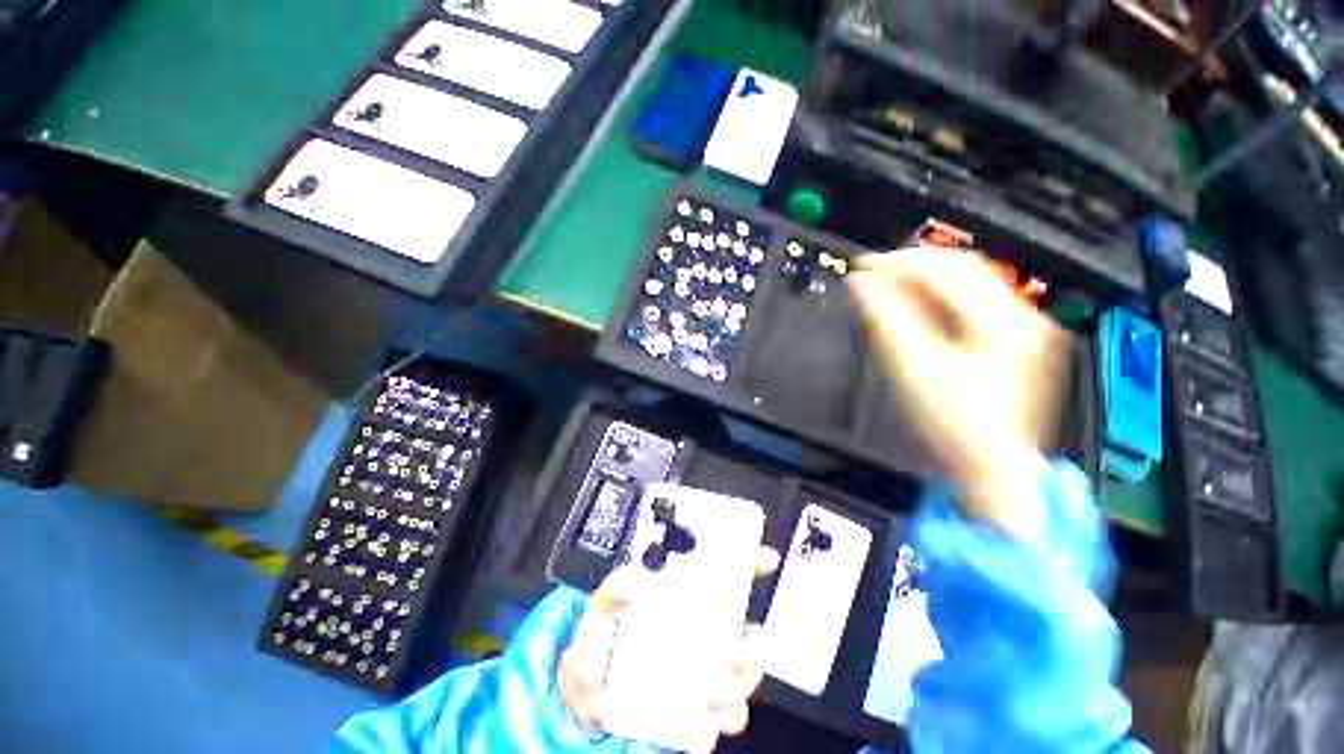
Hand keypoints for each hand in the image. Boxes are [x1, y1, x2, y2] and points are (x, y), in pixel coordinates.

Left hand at [556, 547, 780, 739]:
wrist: (584, 690)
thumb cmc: (600, 636)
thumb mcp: (604, 605)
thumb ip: (614, 590)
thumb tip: (633, 582)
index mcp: (684, 597)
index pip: (726, 573)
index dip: (749, 561)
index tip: (766, 558)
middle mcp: (702, 629)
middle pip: (745, 630)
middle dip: (751, 645)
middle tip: (733, 652)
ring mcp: (703, 667)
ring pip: (743, 673)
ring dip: (741, 683)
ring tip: (713, 690)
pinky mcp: (697, 703)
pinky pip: (727, 712)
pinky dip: (729, 716)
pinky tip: (712, 717)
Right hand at [848, 249, 1066, 539]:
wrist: (991, 470)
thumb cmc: (953, 428)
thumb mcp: (912, 371)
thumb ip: (885, 320)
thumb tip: (861, 285)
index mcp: (1004, 324)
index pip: (947, 269)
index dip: (899, 263)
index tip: (863, 267)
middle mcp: (1024, 319)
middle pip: (964, 268)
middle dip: (912, 266)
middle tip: (872, 273)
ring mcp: (1025, 329)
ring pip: (970, 282)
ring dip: (924, 279)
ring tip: (888, 286)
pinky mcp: (1017, 341)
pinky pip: (974, 302)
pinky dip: (940, 297)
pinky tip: (916, 304)